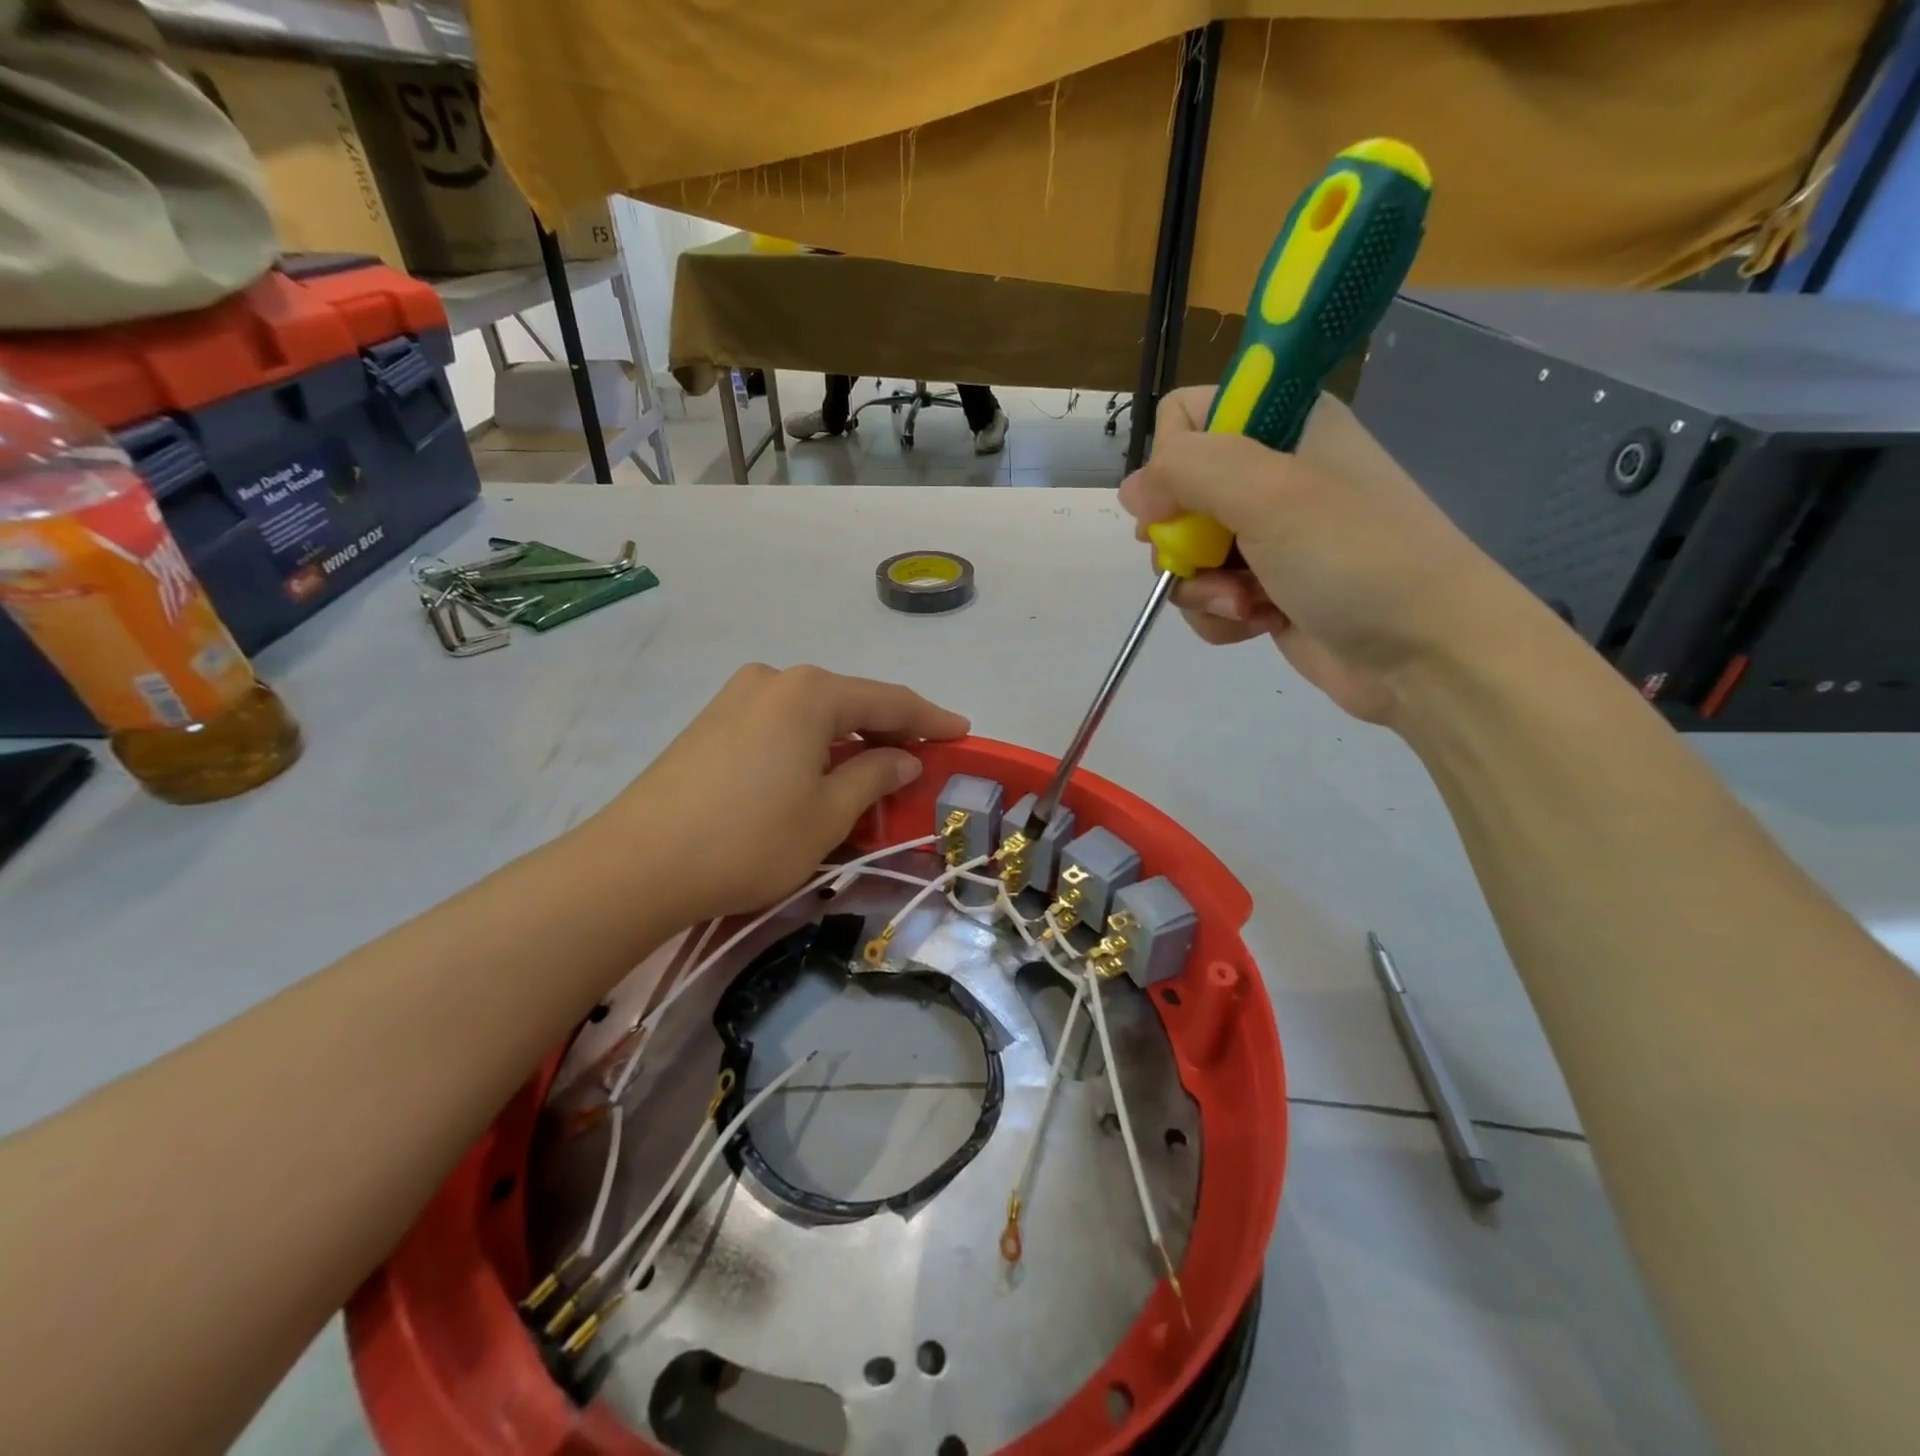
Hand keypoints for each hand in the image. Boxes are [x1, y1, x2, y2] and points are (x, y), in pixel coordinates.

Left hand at [600, 664, 968, 921]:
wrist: (639, 864)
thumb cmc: (751, 839)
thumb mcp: (828, 814)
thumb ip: (874, 776)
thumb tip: (902, 758)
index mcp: (810, 692)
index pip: (889, 700)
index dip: (931, 718)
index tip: (963, 732)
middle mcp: (774, 680)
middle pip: (849, 700)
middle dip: (888, 728)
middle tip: (920, 757)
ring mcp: (736, 697)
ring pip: (813, 713)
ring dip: (848, 738)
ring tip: (874, 768)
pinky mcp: (711, 722)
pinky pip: (781, 724)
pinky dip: (812, 743)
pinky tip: (819, 771)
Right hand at [1118, 388, 1535, 722]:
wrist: (1427, 655)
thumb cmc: (1356, 559)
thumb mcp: (1271, 495)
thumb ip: (1189, 472)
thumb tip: (1133, 491)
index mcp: (1284, 426)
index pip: (1187, 416)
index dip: (1173, 459)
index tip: (1186, 500)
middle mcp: (1272, 476)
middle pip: (1175, 494)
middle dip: (1183, 538)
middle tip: (1211, 558)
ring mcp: (1268, 537)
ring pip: (1185, 552)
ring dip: (1203, 586)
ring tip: (1248, 604)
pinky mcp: (1264, 590)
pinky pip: (1207, 595)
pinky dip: (1219, 615)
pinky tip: (1256, 625)